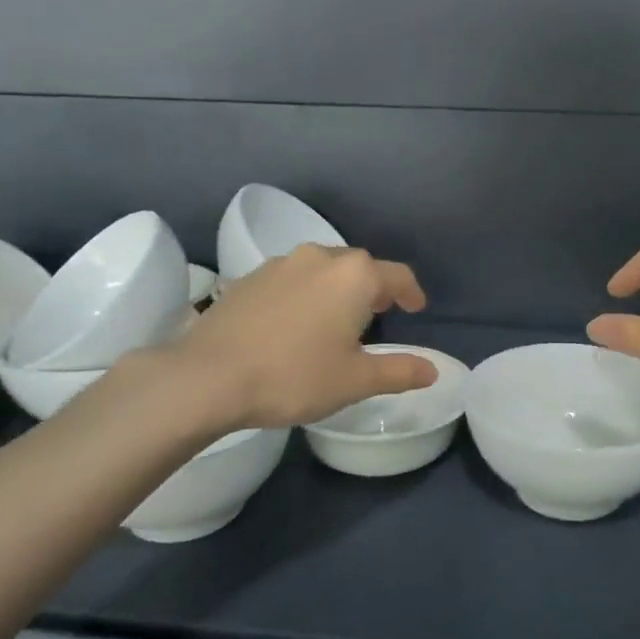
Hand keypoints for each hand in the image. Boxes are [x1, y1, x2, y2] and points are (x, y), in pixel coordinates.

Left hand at [174, 245, 436, 429]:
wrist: (207, 377)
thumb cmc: (294, 376)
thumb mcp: (355, 380)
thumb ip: (399, 371)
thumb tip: (432, 370)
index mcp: (354, 276)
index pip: (397, 276)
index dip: (411, 293)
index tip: (416, 309)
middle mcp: (320, 257)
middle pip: (359, 267)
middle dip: (374, 289)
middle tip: (379, 316)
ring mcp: (280, 264)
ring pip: (322, 269)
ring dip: (337, 289)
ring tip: (336, 318)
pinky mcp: (249, 278)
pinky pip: (291, 279)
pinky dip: (304, 294)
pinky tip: (294, 323)